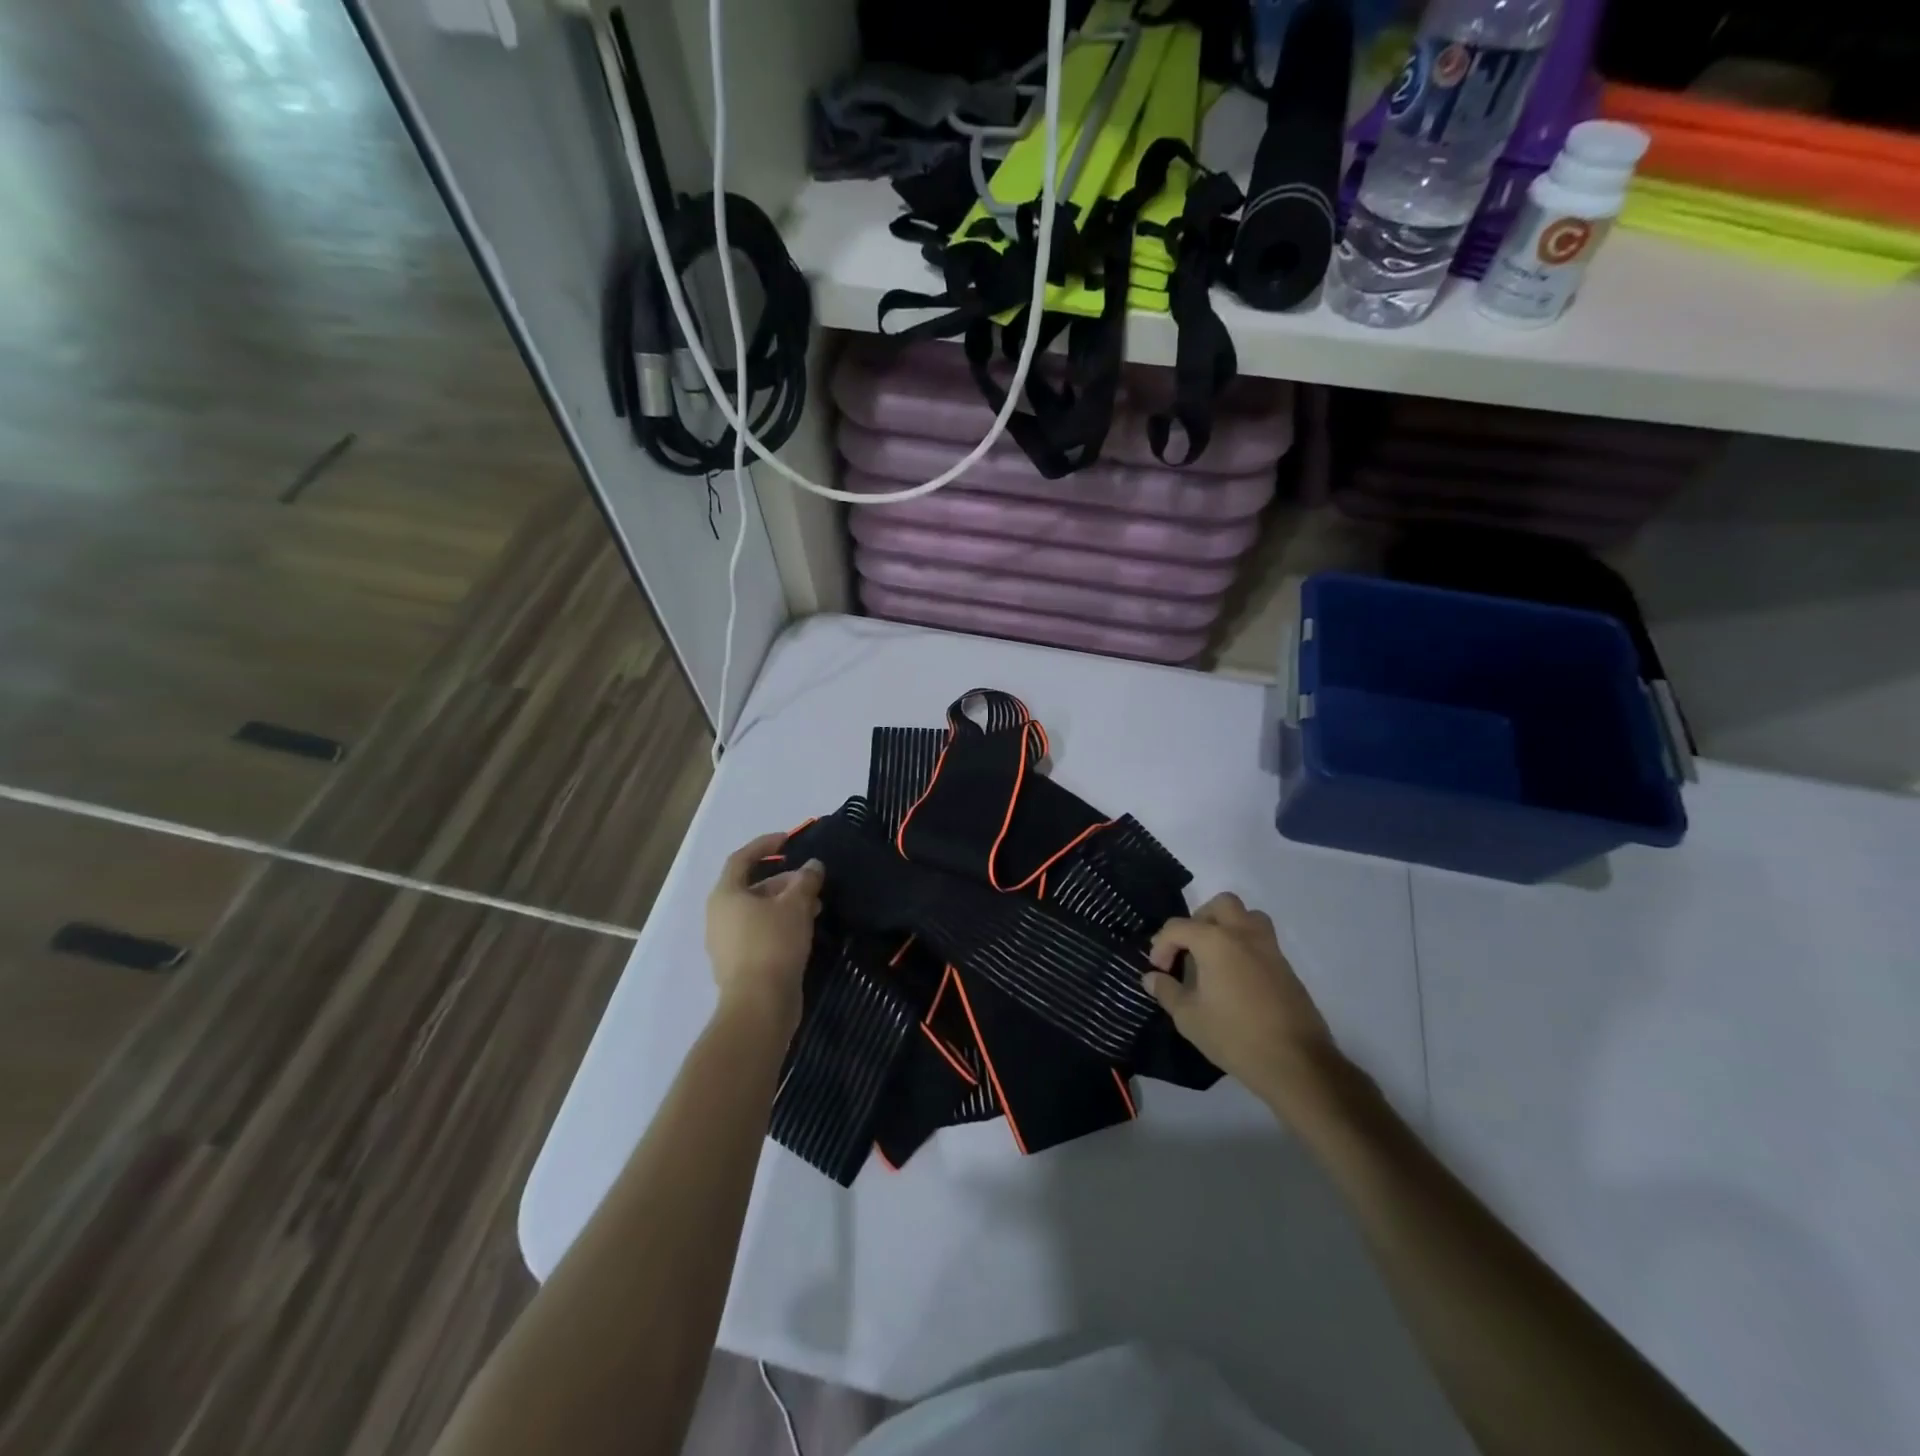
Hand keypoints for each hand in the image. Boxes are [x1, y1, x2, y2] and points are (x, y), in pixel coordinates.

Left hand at [706, 833, 824, 1036]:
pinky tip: (805, 930)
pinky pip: (760, 933)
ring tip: (816, 907)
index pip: (742, 858)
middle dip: (785, 881)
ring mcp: (726, 942)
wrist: (759, 1005)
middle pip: (753, 886)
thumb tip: (813, 866)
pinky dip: (781, 925)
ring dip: (786, 904)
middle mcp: (719, 915)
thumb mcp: (796, 905)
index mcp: (726, 895)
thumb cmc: (773, 944)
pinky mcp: (739, 964)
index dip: (765, 845)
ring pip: (758, 912)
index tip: (790, 840)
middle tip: (812, 883)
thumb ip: (806, 880)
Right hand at [1144, 893, 1340, 1115]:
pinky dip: (1245, 947)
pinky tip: (1236, 979)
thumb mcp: (1189, 1018)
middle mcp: (1243, 934)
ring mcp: (1270, 948)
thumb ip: (1167, 991)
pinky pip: (1262, 940)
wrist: (1295, 1063)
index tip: (1159, 971)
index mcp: (1215, 941)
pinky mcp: (1286, 967)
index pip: (1178, 927)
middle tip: (1189, 950)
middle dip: (1199, 920)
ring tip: (1215, 956)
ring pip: (1248, 916)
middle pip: (1220, 905)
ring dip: (1228, 926)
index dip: (1161, 945)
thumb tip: (1152, 977)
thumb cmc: (1234, 1036)